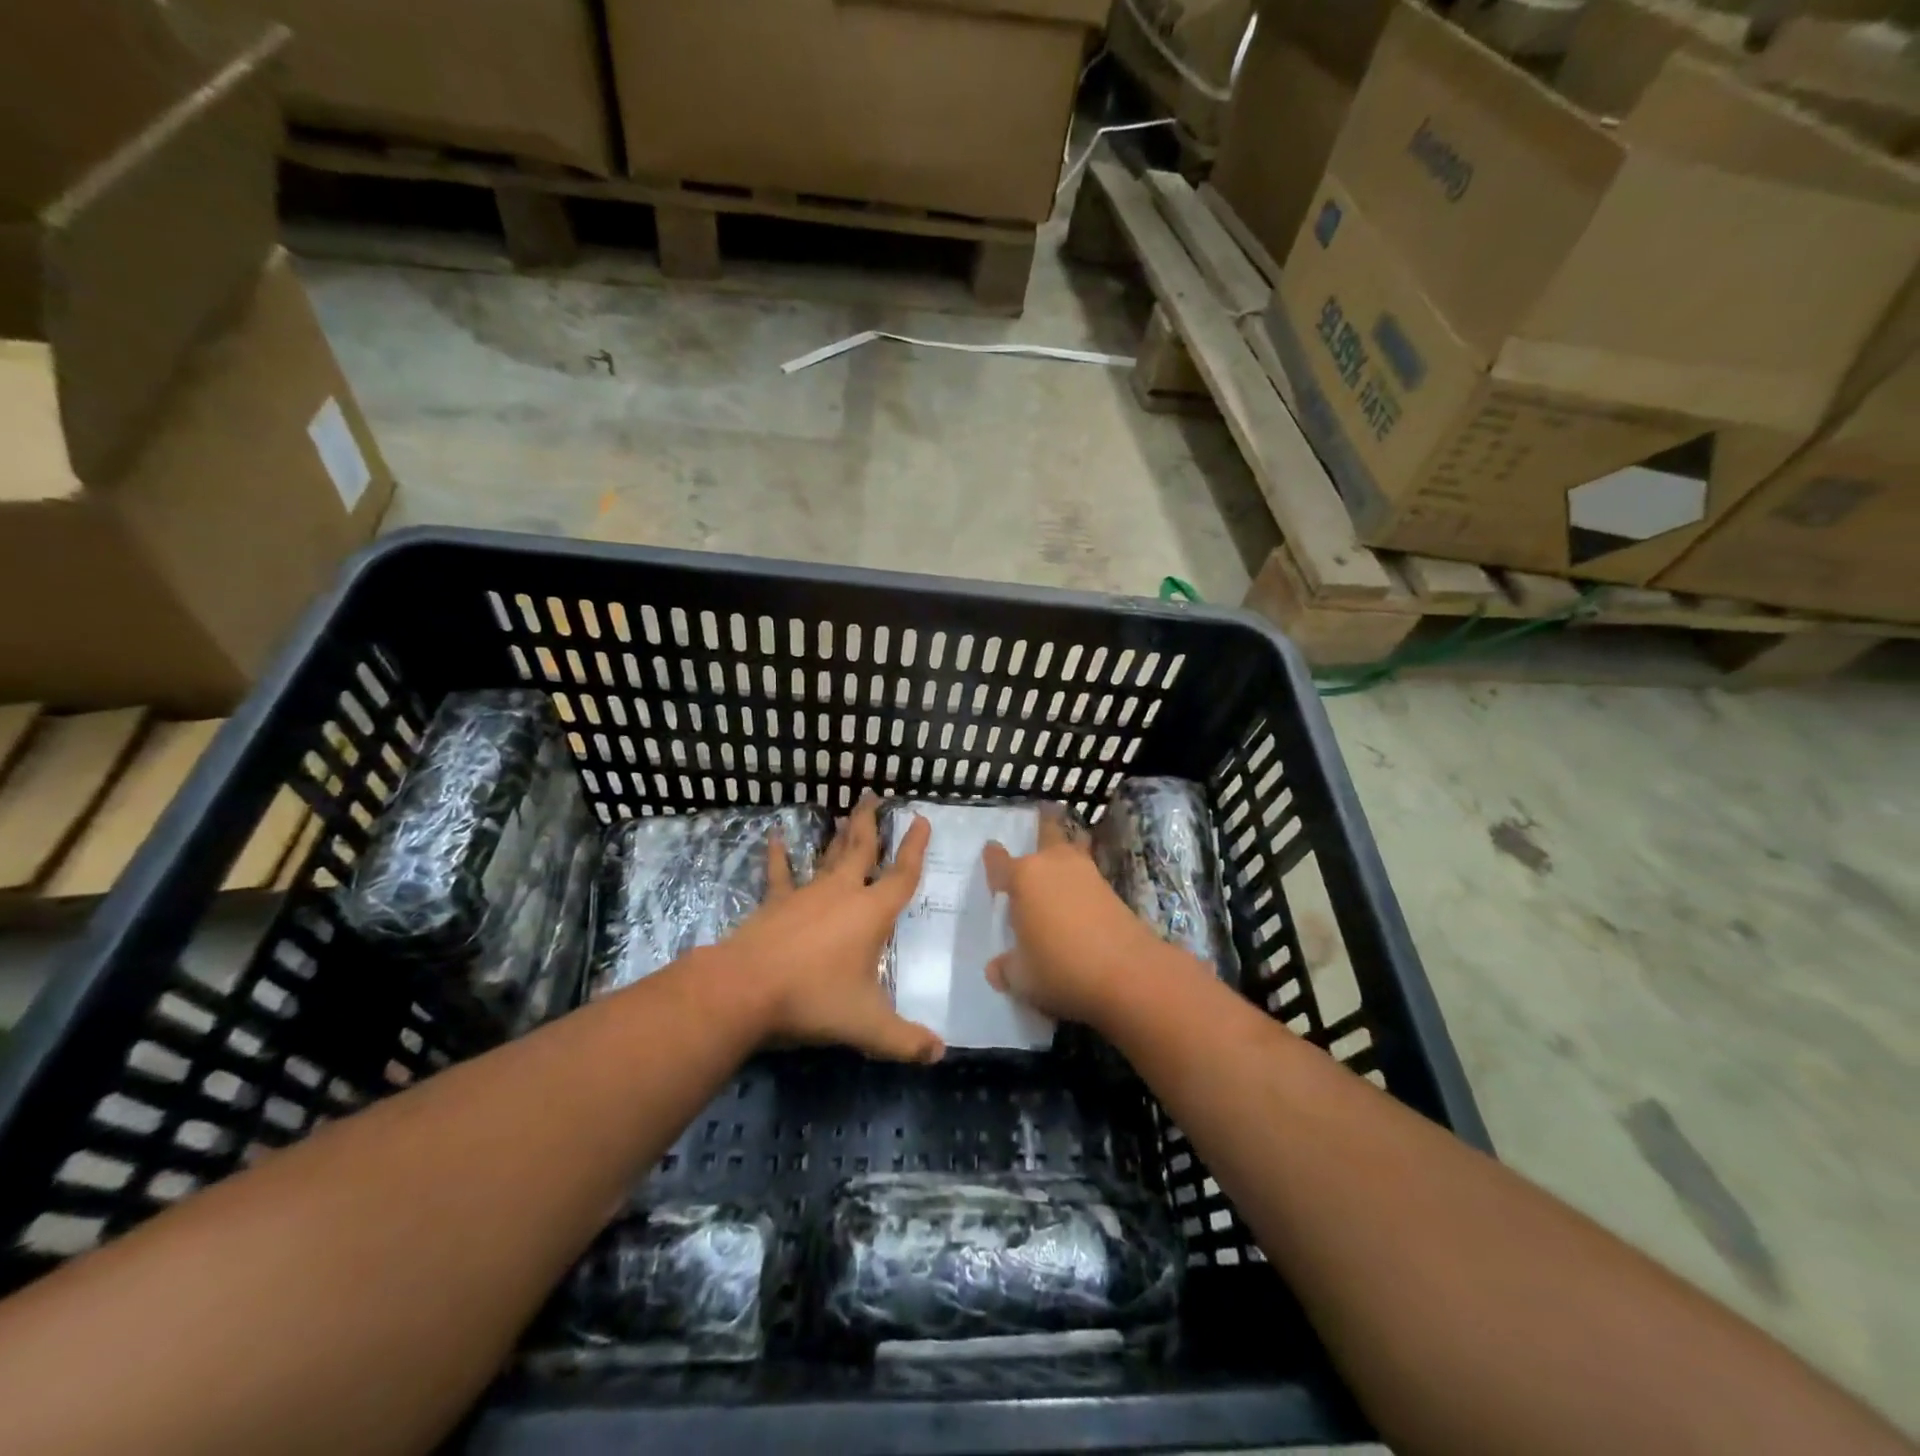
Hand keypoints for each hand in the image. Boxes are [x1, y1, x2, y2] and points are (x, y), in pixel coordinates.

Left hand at [727, 793, 942, 1062]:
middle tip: (875, 795)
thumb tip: (940, 1053)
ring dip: (839, 834)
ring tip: (846, 811)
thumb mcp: (868, 1026)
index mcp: (872, 913)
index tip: (921, 820)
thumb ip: (906, 1040)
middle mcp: (843, 893)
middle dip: (872, 822)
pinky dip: (778, 855)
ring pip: (828, 855)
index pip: (902, 875)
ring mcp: (807, 893)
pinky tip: (775, 836)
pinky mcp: (776, 902)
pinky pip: (780, 873)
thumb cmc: (814, 999)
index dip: (915, 848)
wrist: (746, 990)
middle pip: (862, 848)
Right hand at [982, 813, 1168, 1027]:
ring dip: (1066, 849)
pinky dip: (1081, 879)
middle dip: (1042, 825)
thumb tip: (997, 968)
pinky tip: (1078, 894)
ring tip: (1060, 856)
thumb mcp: (1022, 978)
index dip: (992, 857)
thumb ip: (1006, 969)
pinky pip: (1087, 875)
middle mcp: (1053, 865)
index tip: (990, 851)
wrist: (1129, 973)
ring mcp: (1086, 874)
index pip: (999, 861)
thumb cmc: (1061, 968)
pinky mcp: (1111, 889)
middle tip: (1040, 817)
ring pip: (1072, 849)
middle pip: (1047, 832)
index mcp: (1023, 878)